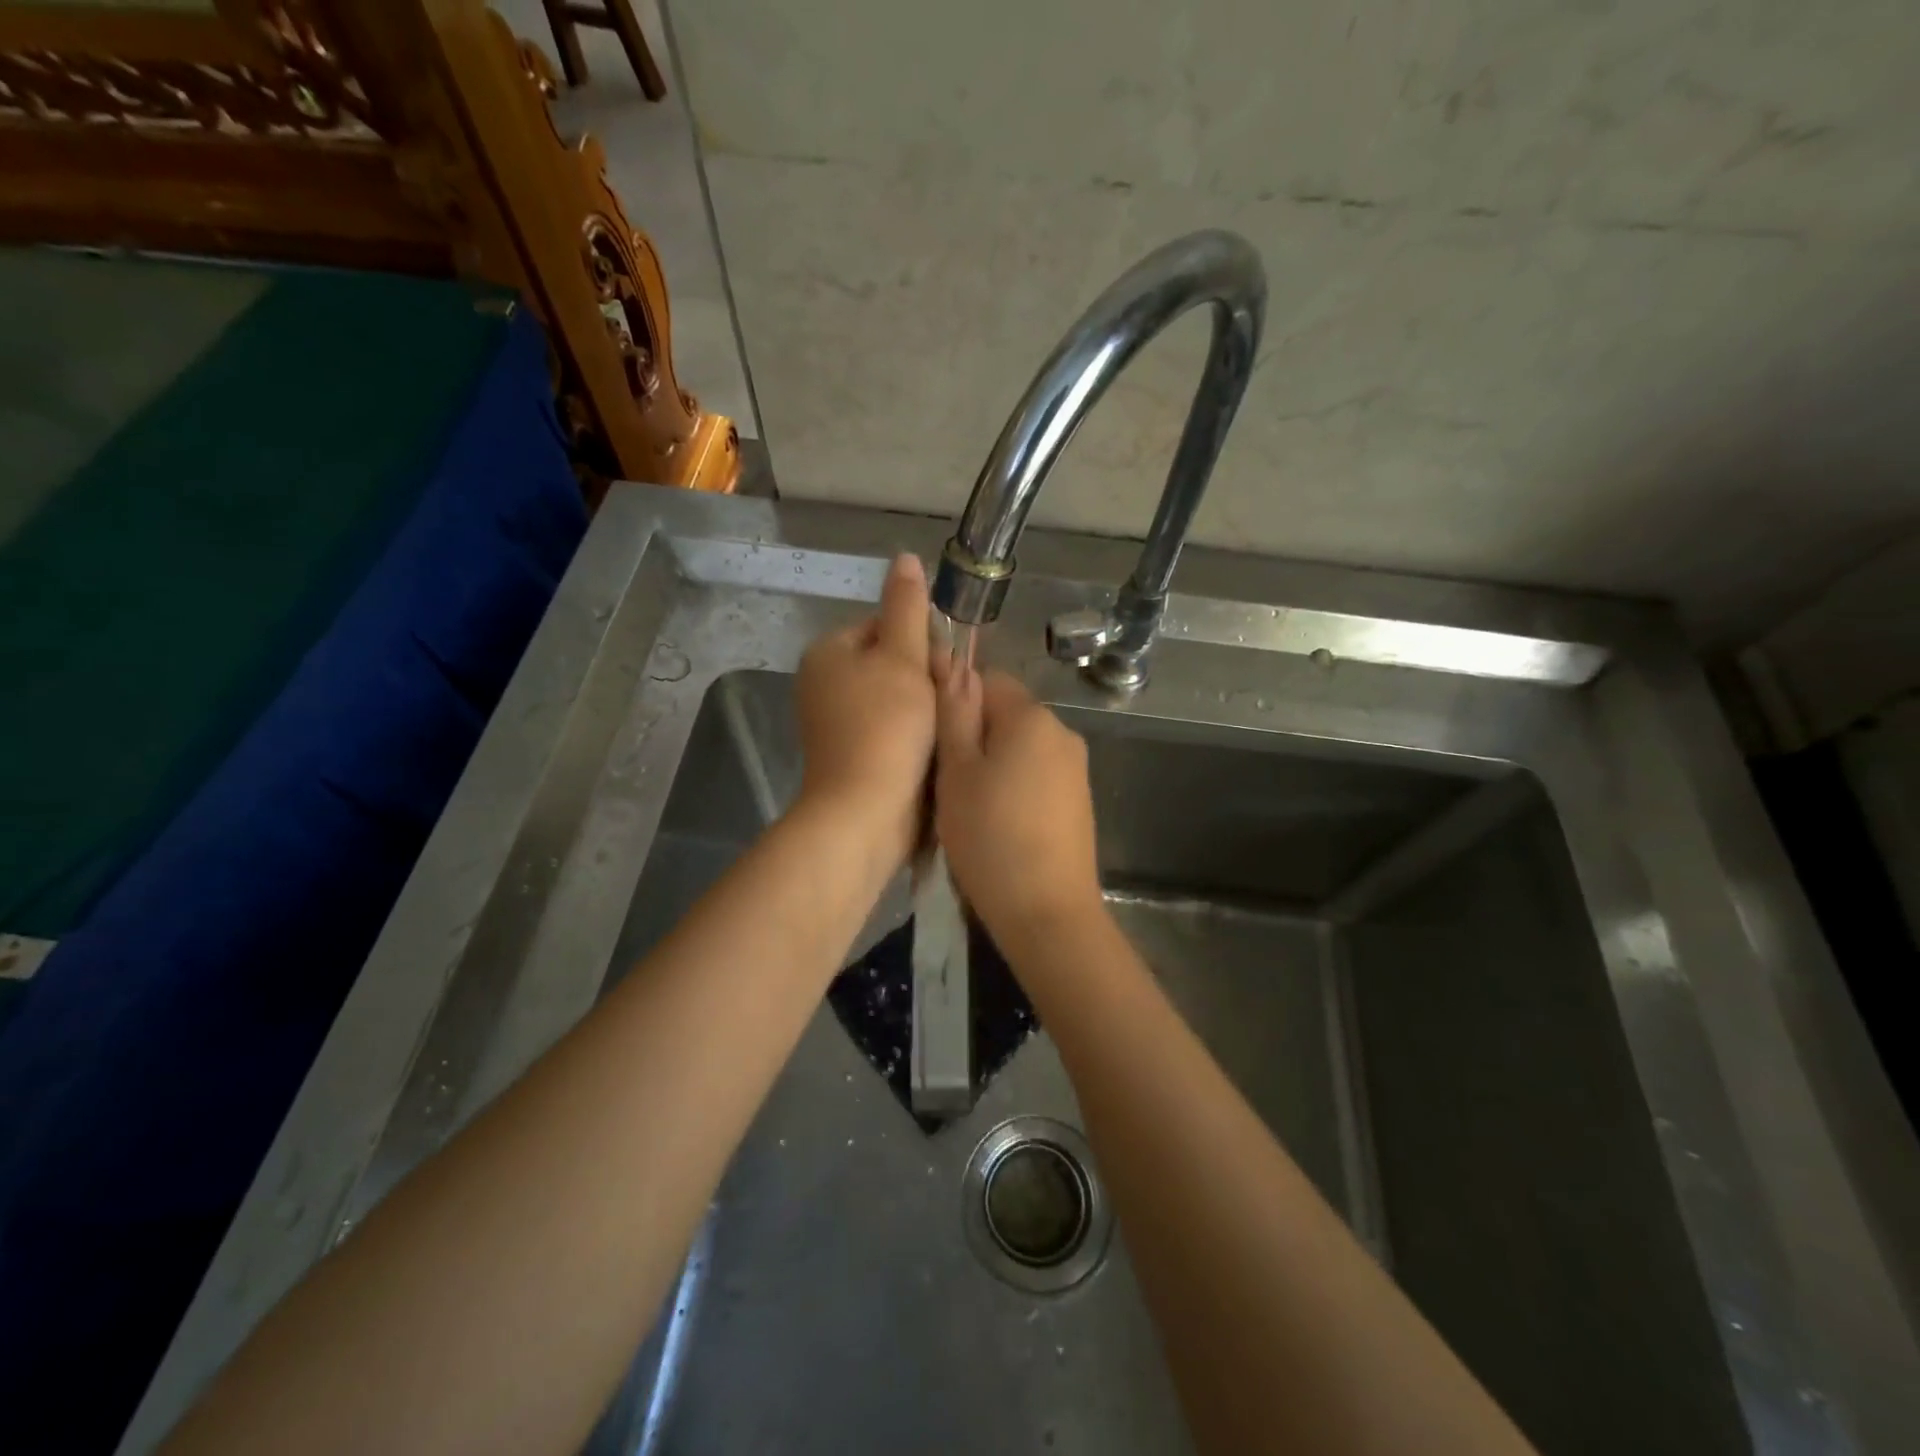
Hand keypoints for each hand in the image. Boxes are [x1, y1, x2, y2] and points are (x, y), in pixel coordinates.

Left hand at [794, 552, 936, 868]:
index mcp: (829, 651)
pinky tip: (934, 748)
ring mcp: (836, 722)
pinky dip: (913, 735)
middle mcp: (825, 682)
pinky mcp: (852, 755)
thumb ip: (907, 607)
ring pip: (897, 698)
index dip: (923, 641)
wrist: (865, 813)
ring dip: (926, 708)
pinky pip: (892, 730)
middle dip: (927, 677)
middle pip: (891, 662)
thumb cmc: (886, 728)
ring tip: (946, 726)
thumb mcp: (902, 658)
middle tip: (949, 699)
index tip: (947, 666)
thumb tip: (905, 558)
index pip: (886, 624)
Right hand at [933, 664, 1102, 941]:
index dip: (954, 703)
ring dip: (992, 763)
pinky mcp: (1078, 799)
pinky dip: (1014, 786)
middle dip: (973, 736)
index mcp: (1031, 716)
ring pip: (1019, 746)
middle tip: (944, 780)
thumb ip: (955, 713)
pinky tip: (998, 823)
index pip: (986, 679)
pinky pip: (1037, 774)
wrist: (1046, 912)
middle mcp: (1061, 731)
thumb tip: (955, 661)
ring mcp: (1075, 767)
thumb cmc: (989, 837)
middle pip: (1005, 714)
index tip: (933, 743)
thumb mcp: (957, 771)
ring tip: (968, 807)